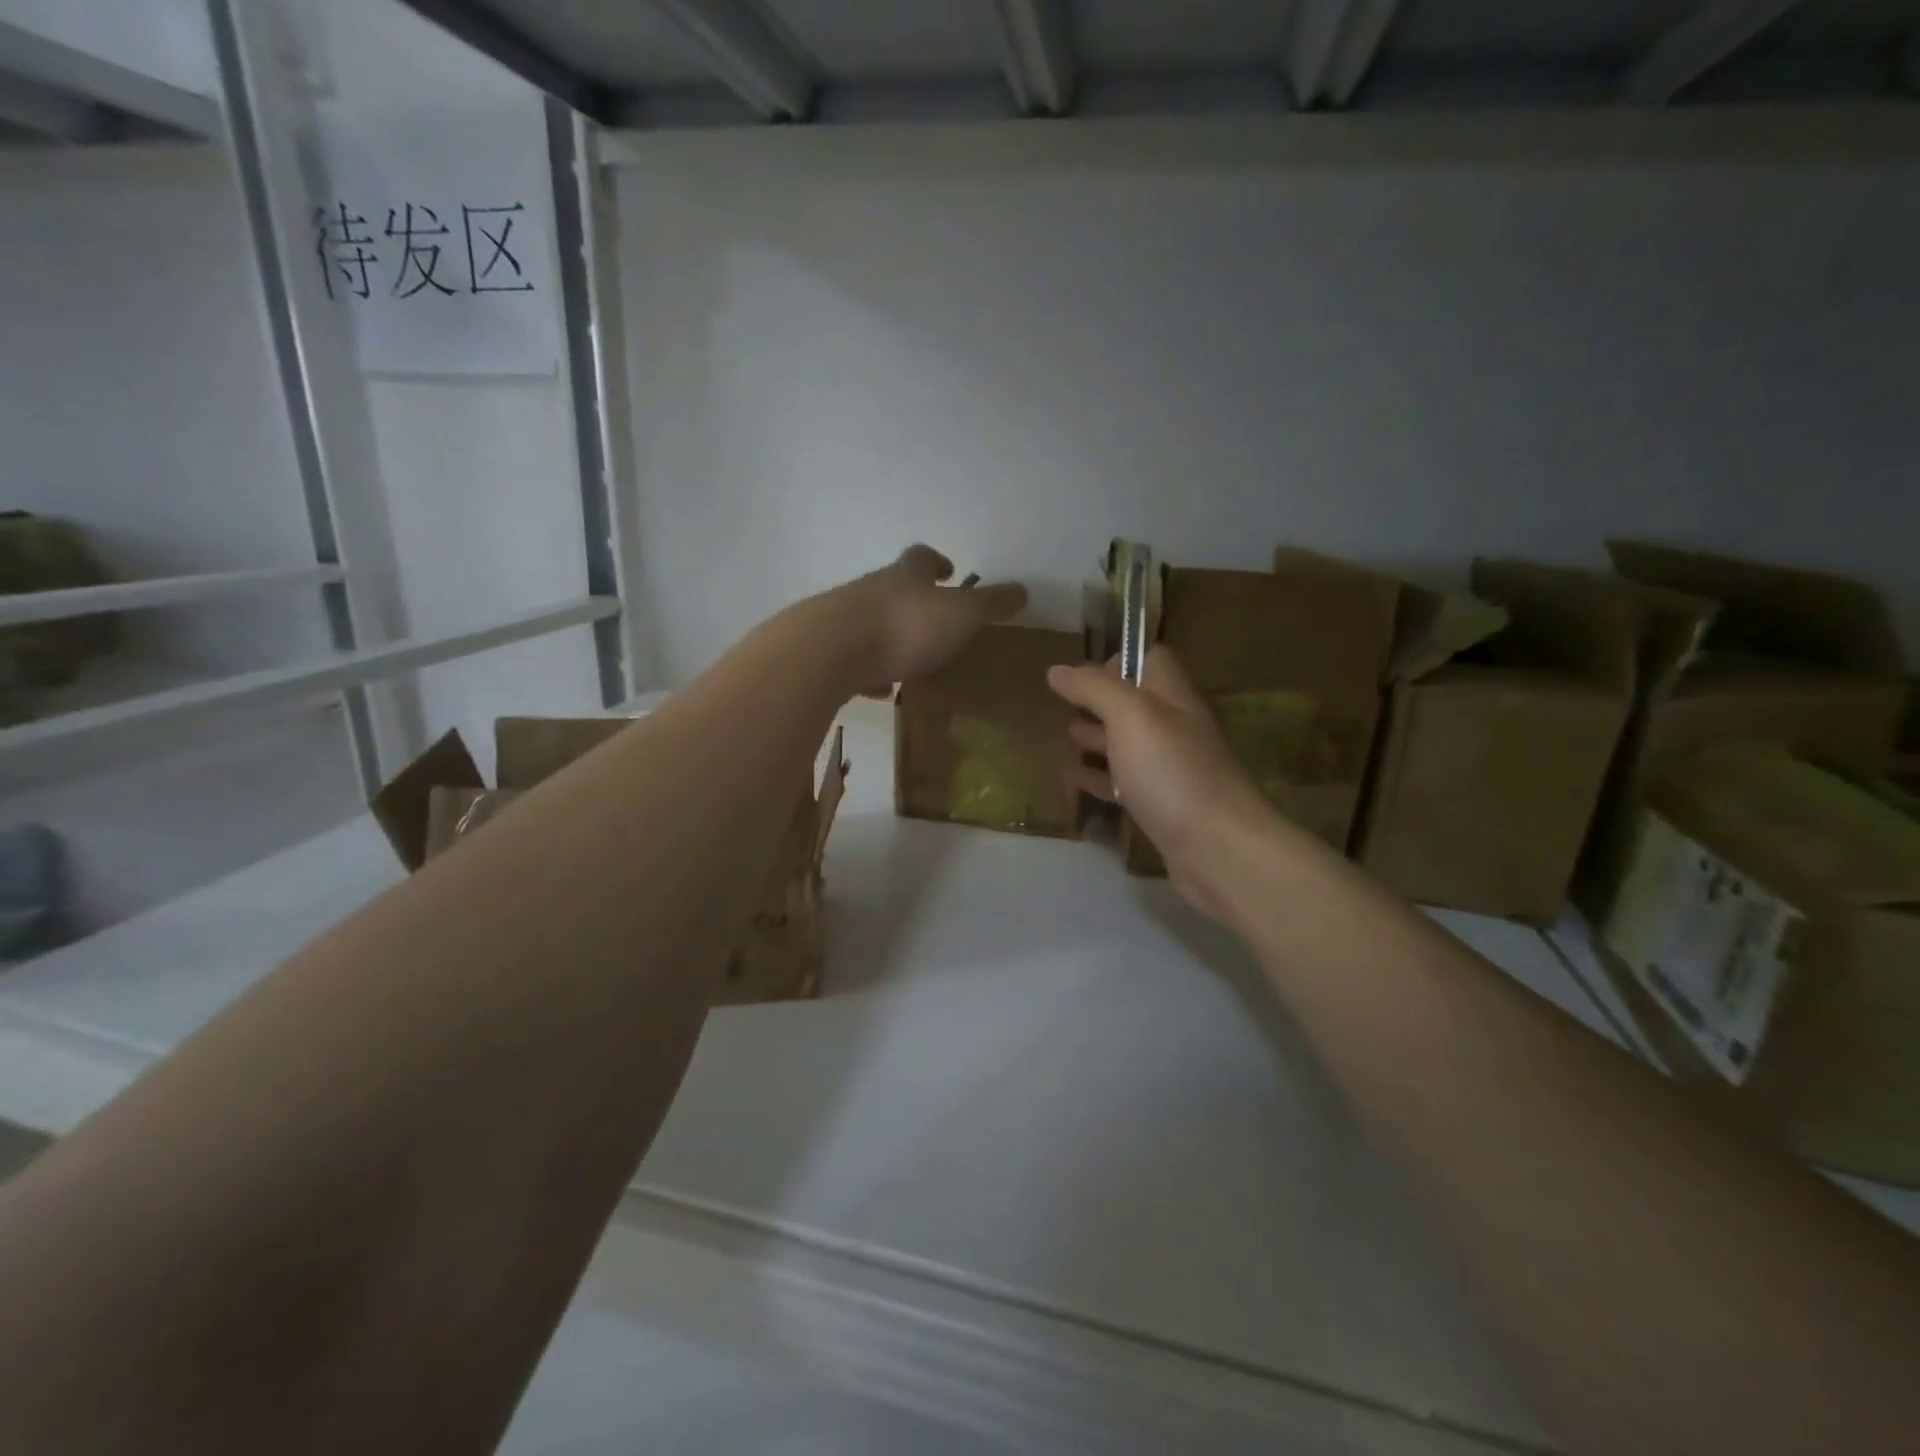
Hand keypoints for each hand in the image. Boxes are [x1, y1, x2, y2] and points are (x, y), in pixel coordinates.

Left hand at [828, 546, 1026, 694]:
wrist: (829, 652)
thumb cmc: (904, 627)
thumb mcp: (960, 615)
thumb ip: (990, 604)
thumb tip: (1023, 590)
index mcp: (906, 576)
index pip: (922, 558)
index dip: (937, 561)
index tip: (950, 570)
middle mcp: (871, 589)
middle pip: (893, 586)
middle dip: (913, 600)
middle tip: (933, 621)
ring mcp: (843, 618)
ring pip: (871, 621)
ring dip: (890, 636)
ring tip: (910, 661)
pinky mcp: (825, 650)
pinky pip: (853, 656)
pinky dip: (868, 669)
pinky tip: (878, 689)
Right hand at [1047, 648, 1274, 918]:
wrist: (1218, 848)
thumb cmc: (1172, 771)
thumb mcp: (1130, 716)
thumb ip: (1094, 688)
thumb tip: (1057, 669)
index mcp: (1173, 697)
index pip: (1151, 660)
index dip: (1118, 659)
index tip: (1081, 675)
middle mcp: (1176, 728)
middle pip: (1137, 704)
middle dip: (1101, 702)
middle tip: (1064, 706)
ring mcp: (1172, 770)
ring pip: (1130, 745)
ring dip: (1099, 739)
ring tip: (1066, 737)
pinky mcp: (1164, 808)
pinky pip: (1127, 785)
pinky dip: (1101, 779)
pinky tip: (1076, 780)